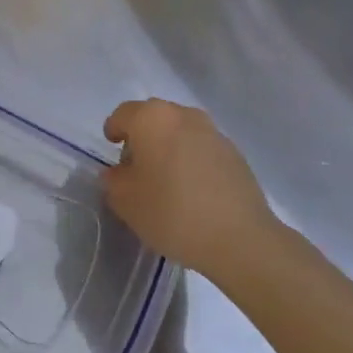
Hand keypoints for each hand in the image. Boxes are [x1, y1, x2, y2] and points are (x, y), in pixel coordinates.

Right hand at [102, 99, 276, 277]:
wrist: (240, 238)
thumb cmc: (172, 212)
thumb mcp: (125, 201)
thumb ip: (113, 180)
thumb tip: (119, 173)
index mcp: (152, 118)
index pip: (123, 115)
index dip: (114, 131)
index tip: (113, 151)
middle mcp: (183, 115)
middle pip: (153, 118)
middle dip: (142, 137)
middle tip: (137, 168)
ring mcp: (213, 132)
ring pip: (180, 131)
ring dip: (169, 147)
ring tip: (167, 180)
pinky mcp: (235, 153)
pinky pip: (202, 148)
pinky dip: (192, 160)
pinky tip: (193, 190)